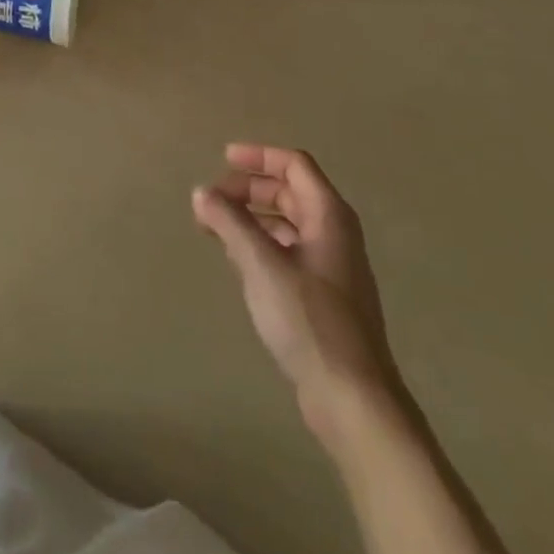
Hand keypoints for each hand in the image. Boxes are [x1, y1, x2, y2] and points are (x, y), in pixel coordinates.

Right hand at [193, 144, 398, 418]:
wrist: (352, 396)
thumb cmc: (309, 320)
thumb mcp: (262, 265)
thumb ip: (230, 223)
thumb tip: (201, 192)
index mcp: (329, 216)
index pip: (295, 165)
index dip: (259, 156)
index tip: (222, 159)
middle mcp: (334, 233)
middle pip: (289, 192)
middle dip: (248, 190)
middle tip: (210, 200)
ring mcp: (331, 266)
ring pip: (287, 223)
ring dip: (251, 217)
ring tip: (214, 227)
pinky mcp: (323, 295)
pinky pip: (287, 251)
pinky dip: (260, 244)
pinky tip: (236, 260)